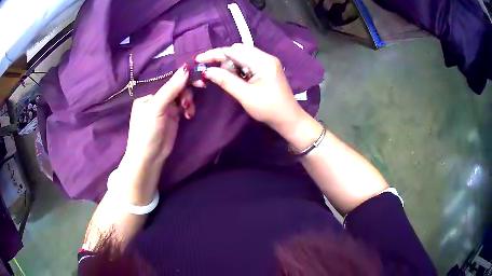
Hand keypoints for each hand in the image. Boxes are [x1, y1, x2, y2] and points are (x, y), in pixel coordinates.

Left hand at [117, 64, 194, 204]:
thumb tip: (185, 68)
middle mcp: (157, 96)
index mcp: (148, 91)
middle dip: (187, 85)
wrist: (150, 157)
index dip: (180, 72)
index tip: (196, 70)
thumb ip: (170, 88)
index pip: (166, 76)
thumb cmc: (147, 131)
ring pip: (182, 93)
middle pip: (176, 83)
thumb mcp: (156, 108)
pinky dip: (189, 107)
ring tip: (188, 107)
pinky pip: (185, 104)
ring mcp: (166, 105)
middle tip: (201, 85)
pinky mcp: (174, 115)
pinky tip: (189, 114)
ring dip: (188, 98)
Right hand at [195, 44, 305, 133]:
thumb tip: (207, 71)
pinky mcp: (265, 69)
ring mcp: (266, 63)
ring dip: (228, 65)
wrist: (288, 119)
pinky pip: (246, 64)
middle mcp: (265, 57)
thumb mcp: (245, 95)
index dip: (215, 54)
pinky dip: (236, 69)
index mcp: (263, 61)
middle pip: (237, 51)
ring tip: (222, 78)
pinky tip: (232, 78)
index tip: (199, 59)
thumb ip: (226, 81)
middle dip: (222, 60)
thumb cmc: (269, 108)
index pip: (234, 51)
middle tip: (210, 73)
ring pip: (241, 57)